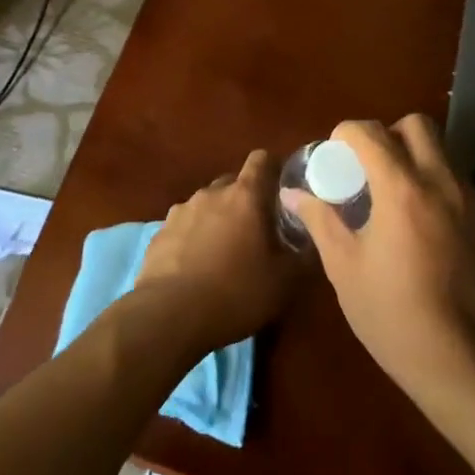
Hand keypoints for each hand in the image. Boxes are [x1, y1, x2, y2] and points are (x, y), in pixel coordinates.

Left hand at [135, 149, 298, 351]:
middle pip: (233, 183)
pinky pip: (184, 226)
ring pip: (207, 205)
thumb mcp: (284, 281)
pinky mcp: (159, 232)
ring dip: (218, 219)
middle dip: (246, 200)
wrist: (170, 315)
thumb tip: (314, 241)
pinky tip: (196, 266)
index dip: (274, 169)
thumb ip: (303, 255)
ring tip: (224, 252)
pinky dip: (193, 237)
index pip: (261, 159)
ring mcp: (181, 211)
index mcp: (245, 196)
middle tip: (257, 230)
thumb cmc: (236, 292)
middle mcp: (211, 193)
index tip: (282, 190)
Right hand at [288, 116, 474, 405]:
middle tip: (369, 168)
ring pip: (442, 152)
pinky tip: (425, 229)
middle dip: (388, 134)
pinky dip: (437, 189)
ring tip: (396, 199)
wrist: (465, 364)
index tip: (335, 157)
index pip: (370, 131)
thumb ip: (321, 220)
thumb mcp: (344, 268)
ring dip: (415, 159)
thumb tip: (293, 193)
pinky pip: (459, 185)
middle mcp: (442, 182)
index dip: (345, 134)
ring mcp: (472, 201)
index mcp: (401, 189)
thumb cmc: (393, 316)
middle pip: (417, 125)